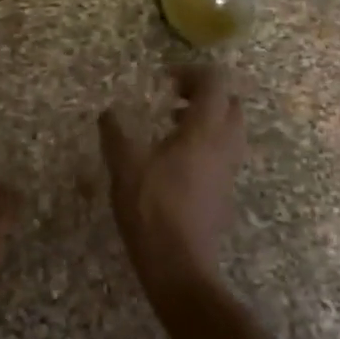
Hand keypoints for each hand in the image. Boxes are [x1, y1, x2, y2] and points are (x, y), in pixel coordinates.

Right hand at [99, 67, 245, 301]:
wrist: (179, 265)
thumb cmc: (151, 209)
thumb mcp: (124, 165)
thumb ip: (115, 132)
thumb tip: (108, 113)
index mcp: (204, 131)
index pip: (215, 82)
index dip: (192, 73)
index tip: (164, 81)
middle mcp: (224, 145)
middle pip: (231, 103)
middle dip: (205, 94)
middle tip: (173, 99)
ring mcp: (228, 170)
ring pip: (231, 129)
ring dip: (207, 118)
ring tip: (172, 126)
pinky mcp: (224, 191)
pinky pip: (224, 152)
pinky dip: (206, 142)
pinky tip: (174, 160)